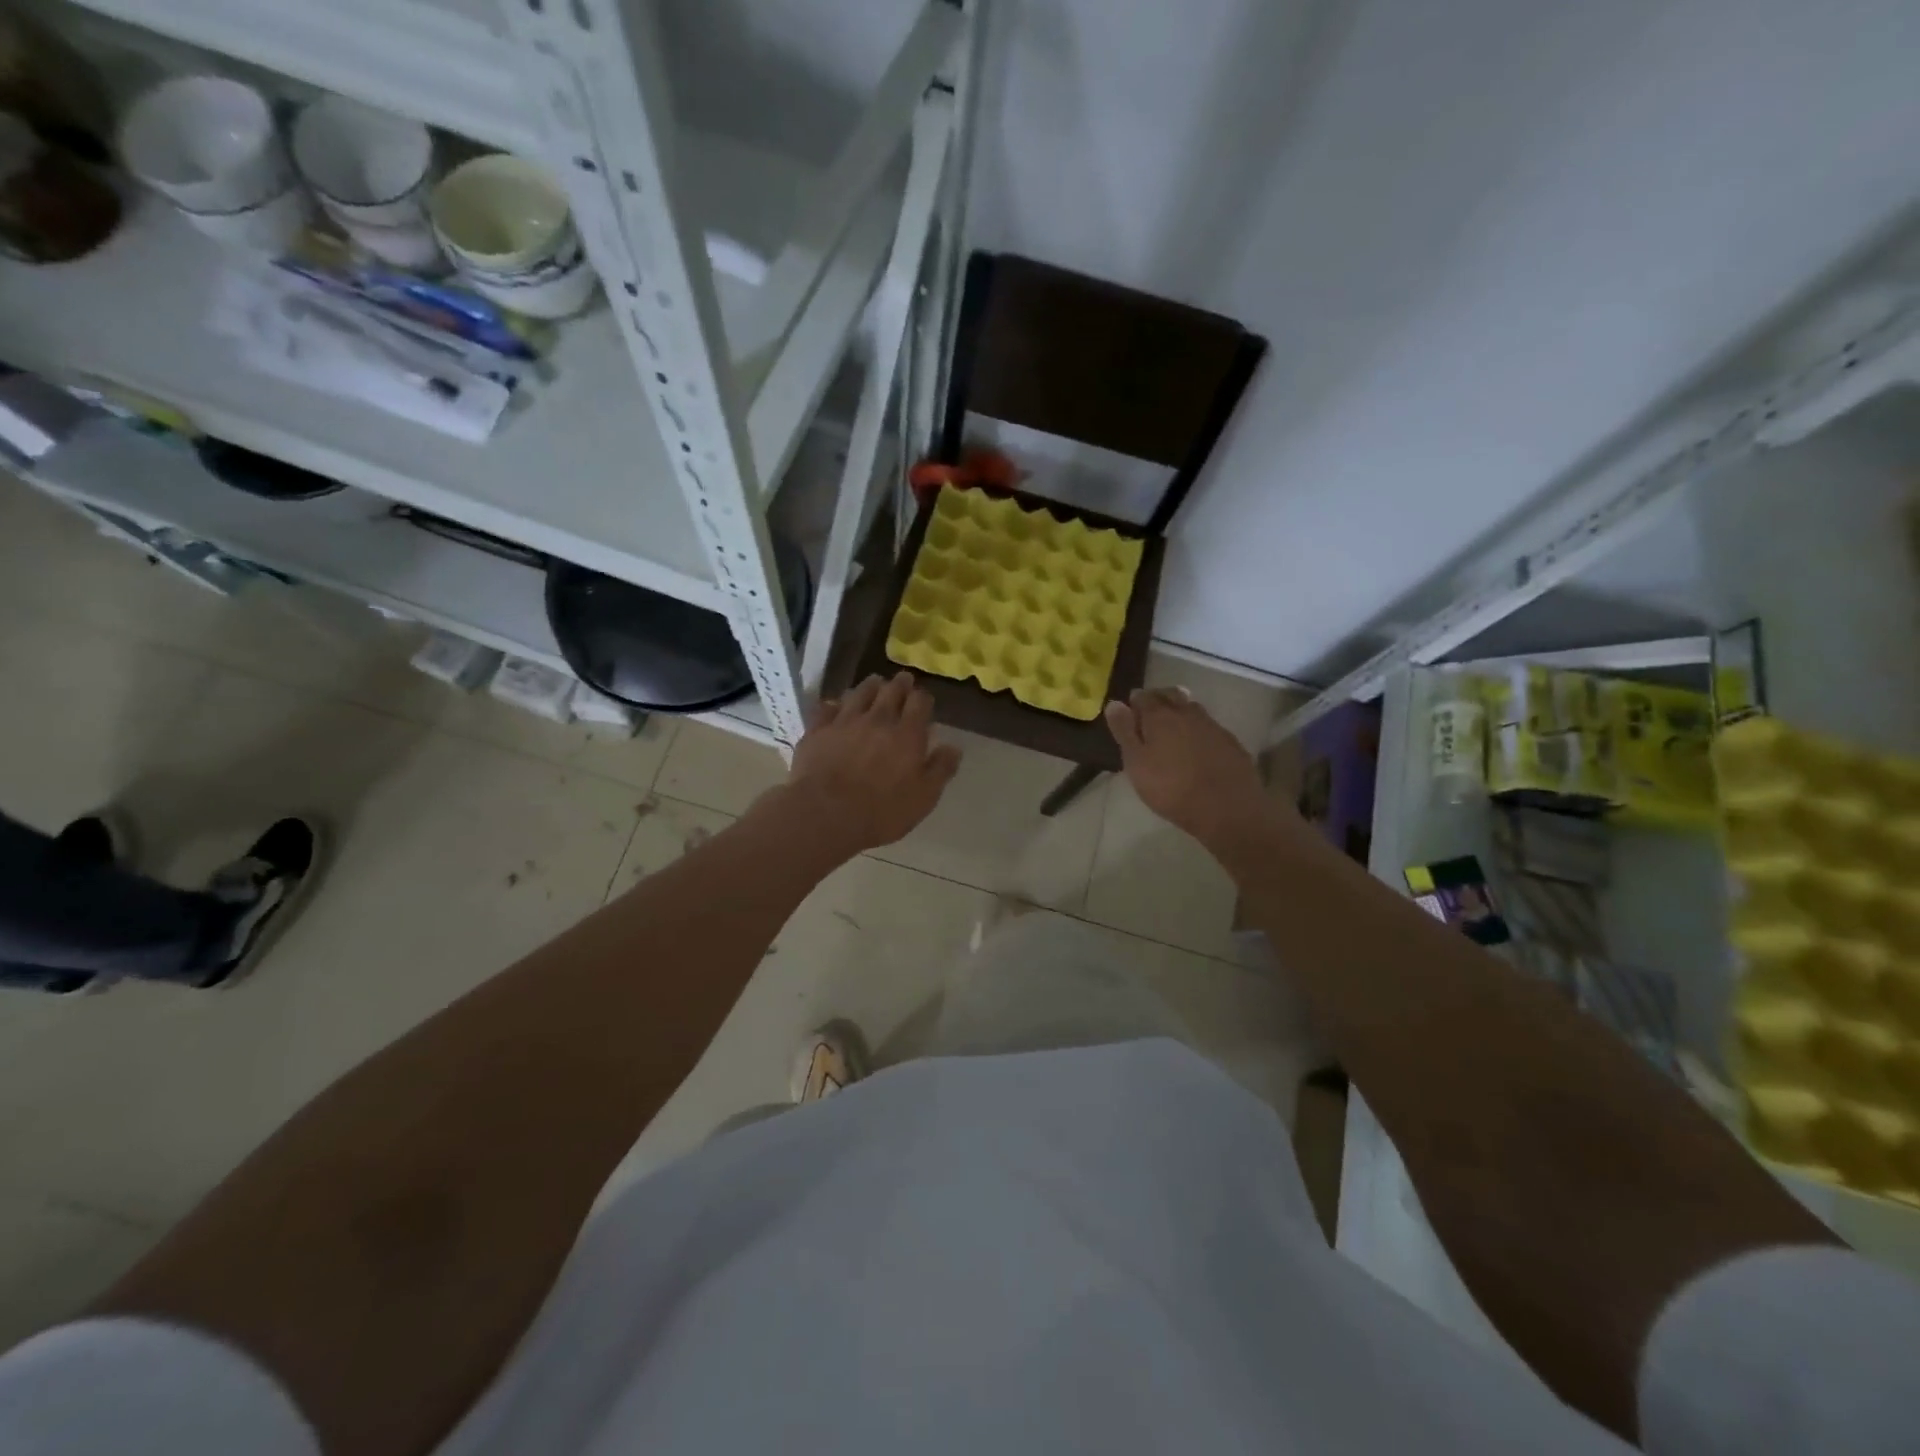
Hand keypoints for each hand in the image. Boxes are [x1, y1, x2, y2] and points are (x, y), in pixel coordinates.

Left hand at [783, 672, 961, 851]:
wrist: (826, 814)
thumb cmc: (882, 811)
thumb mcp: (923, 798)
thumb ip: (940, 769)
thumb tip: (953, 747)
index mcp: (907, 735)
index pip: (919, 703)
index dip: (923, 698)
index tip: (923, 700)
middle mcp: (878, 720)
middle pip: (891, 691)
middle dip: (899, 684)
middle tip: (903, 680)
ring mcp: (845, 722)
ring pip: (859, 693)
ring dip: (870, 686)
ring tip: (874, 683)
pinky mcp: (818, 730)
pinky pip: (827, 708)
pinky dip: (835, 704)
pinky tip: (835, 705)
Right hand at [1104, 688, 1277, 852]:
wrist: (1227, 809)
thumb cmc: (1171, 788)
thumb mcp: (1136, 763)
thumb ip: (1125, 732)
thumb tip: (1114, 703)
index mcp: (1160, 716)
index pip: (1144, 697)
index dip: (1135, 701)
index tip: (1129, 709)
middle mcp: (1187, 713)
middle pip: (1170, 696)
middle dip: (1158, 699)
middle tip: (1149, 713)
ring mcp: (1213, 726)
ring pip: (1192, 709)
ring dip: (1180, 711)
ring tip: (1172, 725)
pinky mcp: (1231, 742)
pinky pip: (1209, 727)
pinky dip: (1199, 729)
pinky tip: (1197, 744)